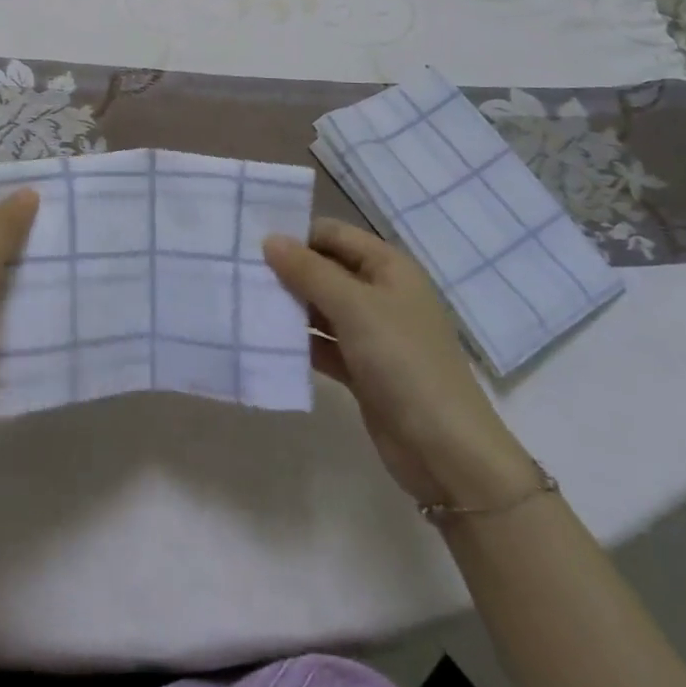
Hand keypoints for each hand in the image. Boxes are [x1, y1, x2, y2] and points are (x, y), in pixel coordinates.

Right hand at [264, 219, 536, 508]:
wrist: (446, 452)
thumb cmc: (403, 361)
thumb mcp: (354, 307)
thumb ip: (310, 271)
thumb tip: (270, 239)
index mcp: (388, 267)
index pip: (333, 234)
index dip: (297, 235)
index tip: (251, 242)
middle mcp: (380, 292)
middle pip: (325, 269)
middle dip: (287, 270)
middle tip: (239, 272)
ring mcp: (371, 333)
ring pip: (321, 307)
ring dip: (289, 306)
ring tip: (243, 302)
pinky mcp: (361, 368)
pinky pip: (322, 343)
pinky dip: (299, 341)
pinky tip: (265, 340)